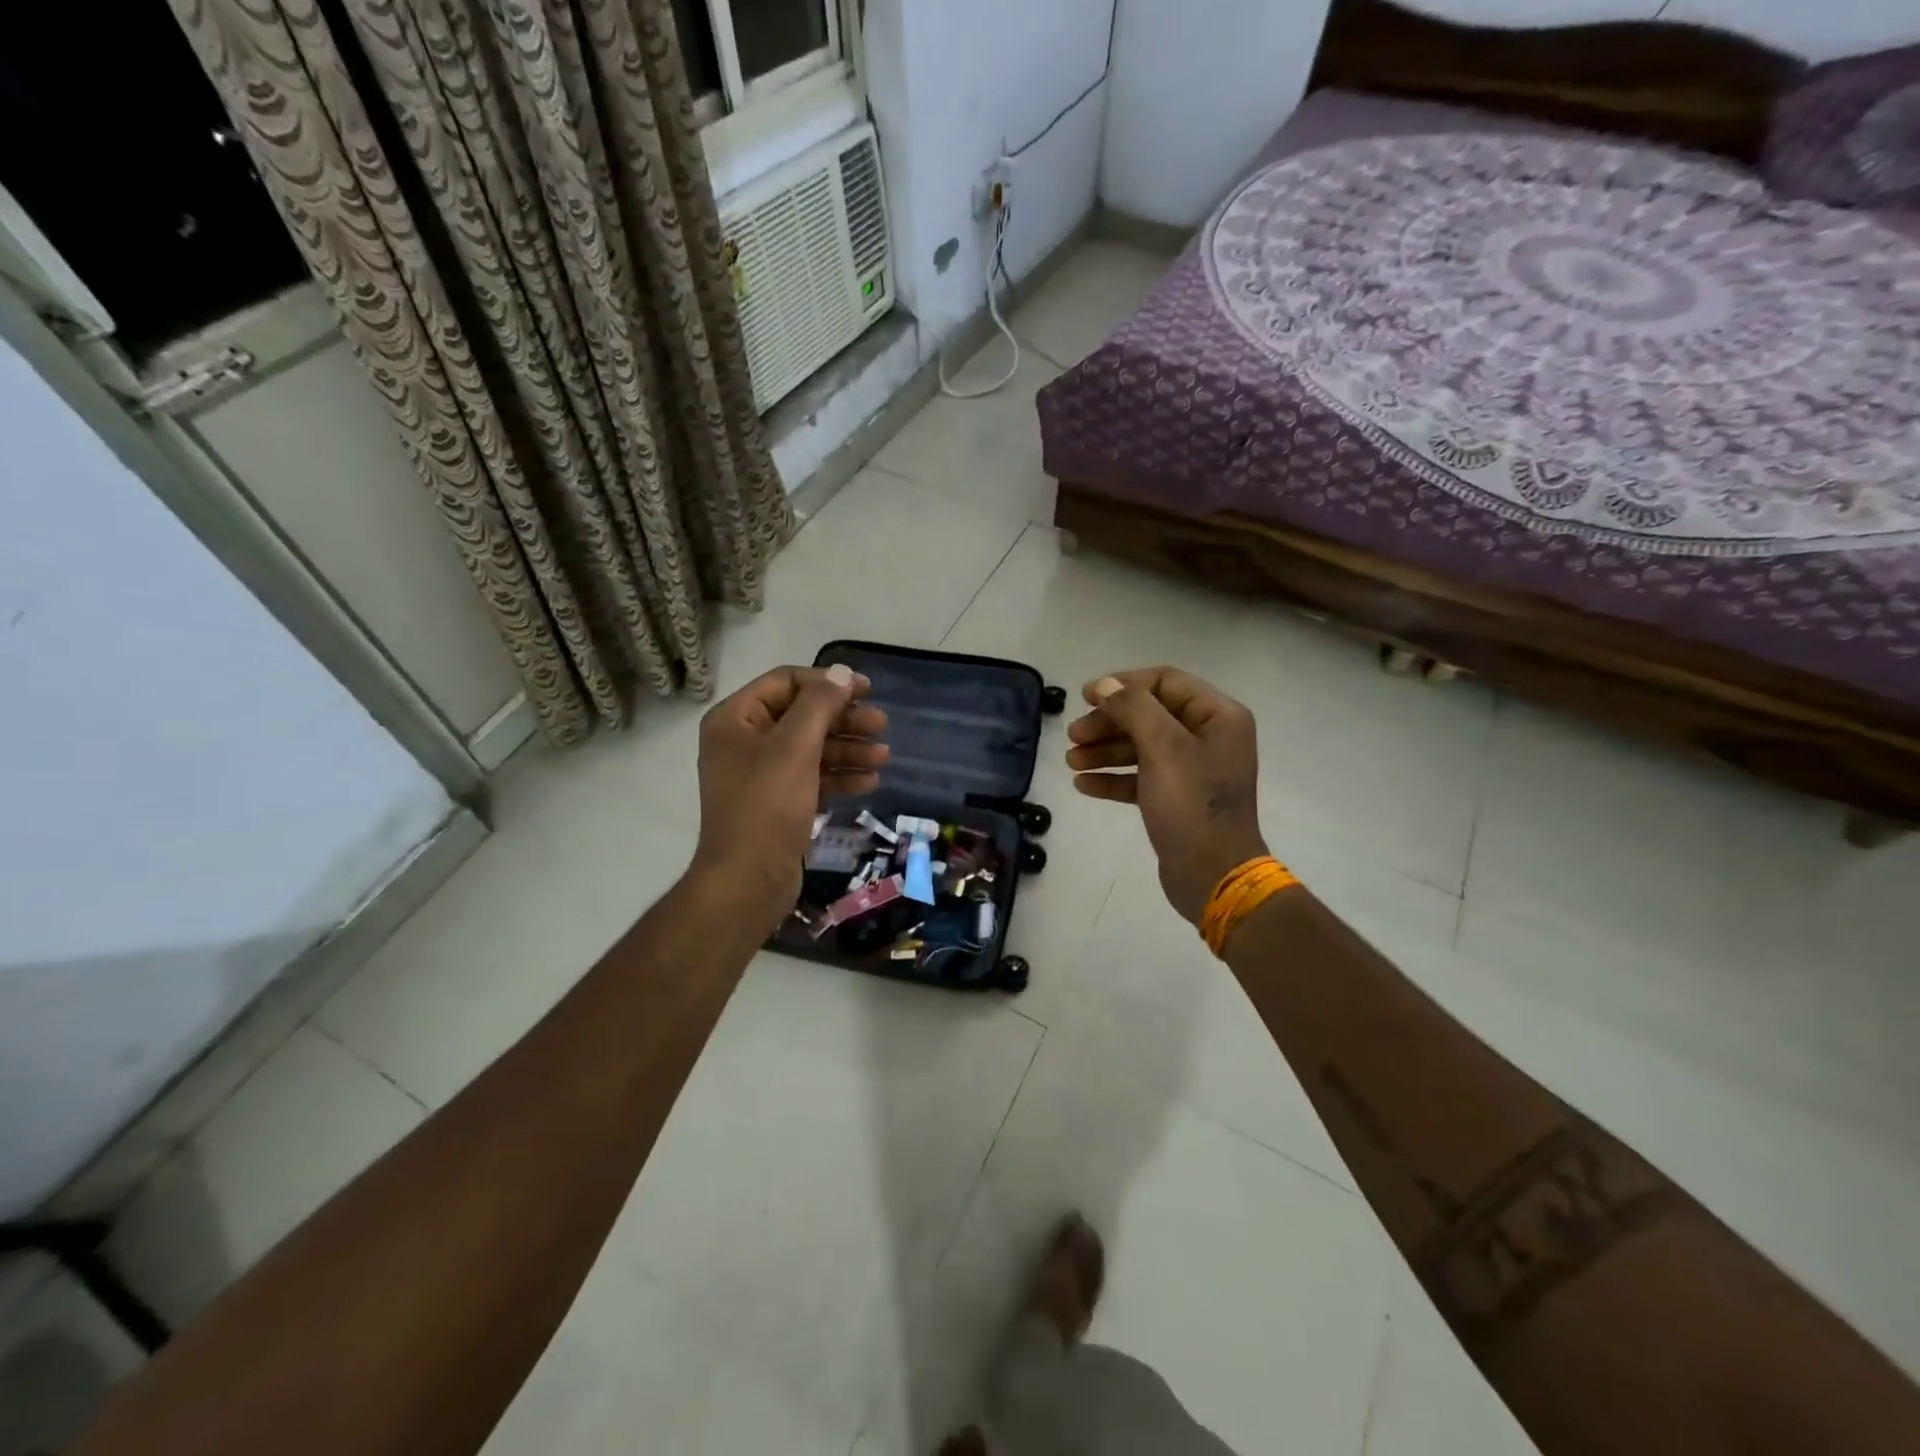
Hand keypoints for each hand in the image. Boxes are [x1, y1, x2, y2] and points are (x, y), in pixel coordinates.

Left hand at [692, 664, 888, 931]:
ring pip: (812, 749)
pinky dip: (840, 777)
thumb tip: (841, 673)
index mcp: (736, 720)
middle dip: (844, 720)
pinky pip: (812, 778)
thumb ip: (819, 705)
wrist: (748, 881)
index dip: (827, 682)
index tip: (866, 690)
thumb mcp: (794, 748)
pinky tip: (870, 782)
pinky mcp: (779, 803)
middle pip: (802, 716)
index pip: (786, 683)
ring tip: (884, 755)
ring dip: (849, 749)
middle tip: (882, 724)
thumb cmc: (767, 806)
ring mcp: (762, 775)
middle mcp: (745, 742)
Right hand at [1065, 667, 1266, 924]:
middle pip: (1149, 715)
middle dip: (1108, 723)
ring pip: (1141, 747)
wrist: (1213, 875)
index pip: (1165, 682)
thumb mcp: (1163, 748)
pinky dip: (1113, 778)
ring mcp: (1193, 770)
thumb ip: (1133, 708)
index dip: (1124, 685)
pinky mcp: (1177, 799)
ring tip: (1071, 762)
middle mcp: (1208, 737)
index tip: (1085, 697)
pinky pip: (1140, 777)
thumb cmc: (1191, 804)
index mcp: (1217, 717)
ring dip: (1104, 750)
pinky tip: (1083, 785)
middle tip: (1073, 736)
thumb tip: (1105, 685)